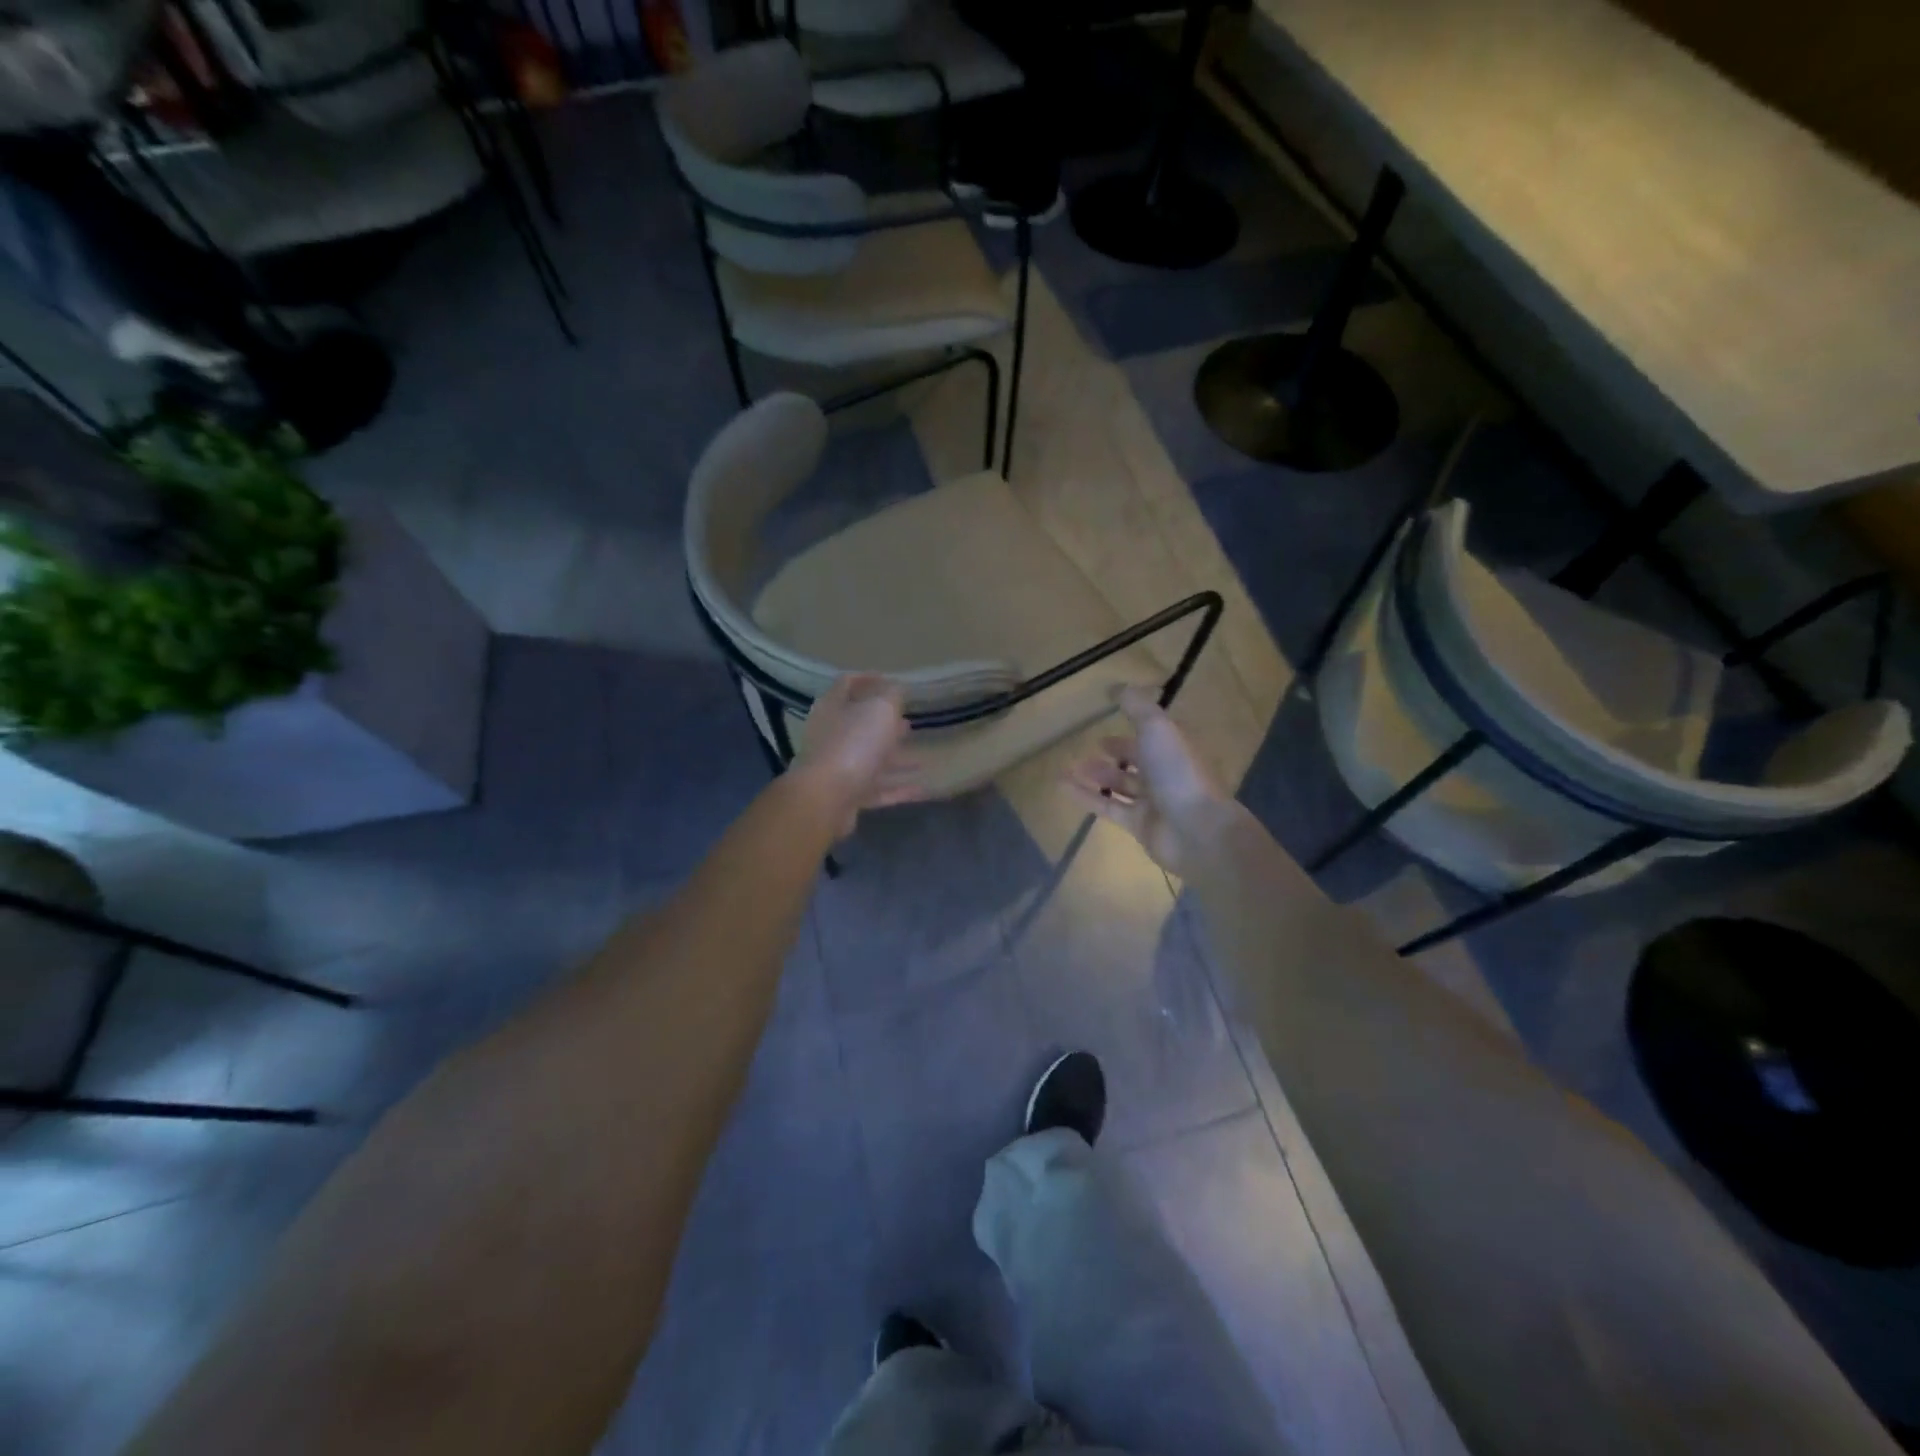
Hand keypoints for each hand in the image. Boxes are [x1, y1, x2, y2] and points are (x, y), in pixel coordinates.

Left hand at [791, 674, 923, 837]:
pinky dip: (898, 788)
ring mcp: (837, 767)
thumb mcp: (879, 709)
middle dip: (885, 723)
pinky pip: (877, 789)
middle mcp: (831, 735)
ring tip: (921, 757)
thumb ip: (891, 695)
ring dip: (896, 758)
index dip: (870, 679)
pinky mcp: (846, 796)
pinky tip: (922, 788)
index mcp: (833, 707)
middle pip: (859, 724)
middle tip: (909, 721)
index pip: (847, 683)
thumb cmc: (853, 745)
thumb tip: (896, 688)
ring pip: (870, 759)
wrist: (825, 799)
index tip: (893, 681)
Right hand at [1065, 686, 1237, 875]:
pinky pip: (1108, 807)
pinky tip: (1063, 787)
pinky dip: (1086, 796)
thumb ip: (1136, 706)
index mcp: (1176, 748)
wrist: (1196, 830)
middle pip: (1139, 760)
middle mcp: (1166, 773)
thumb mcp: (1157, 728)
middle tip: (1091, 746)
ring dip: (1096, 774)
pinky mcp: (1138, 825)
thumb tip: (1116, 686)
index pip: (1154, 733)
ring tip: (1069, 767)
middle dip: (1116, 752)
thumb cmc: (1178, 772)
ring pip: (1121, 784)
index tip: (1111, 718)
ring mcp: (1153, 802)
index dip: (1135, 724)